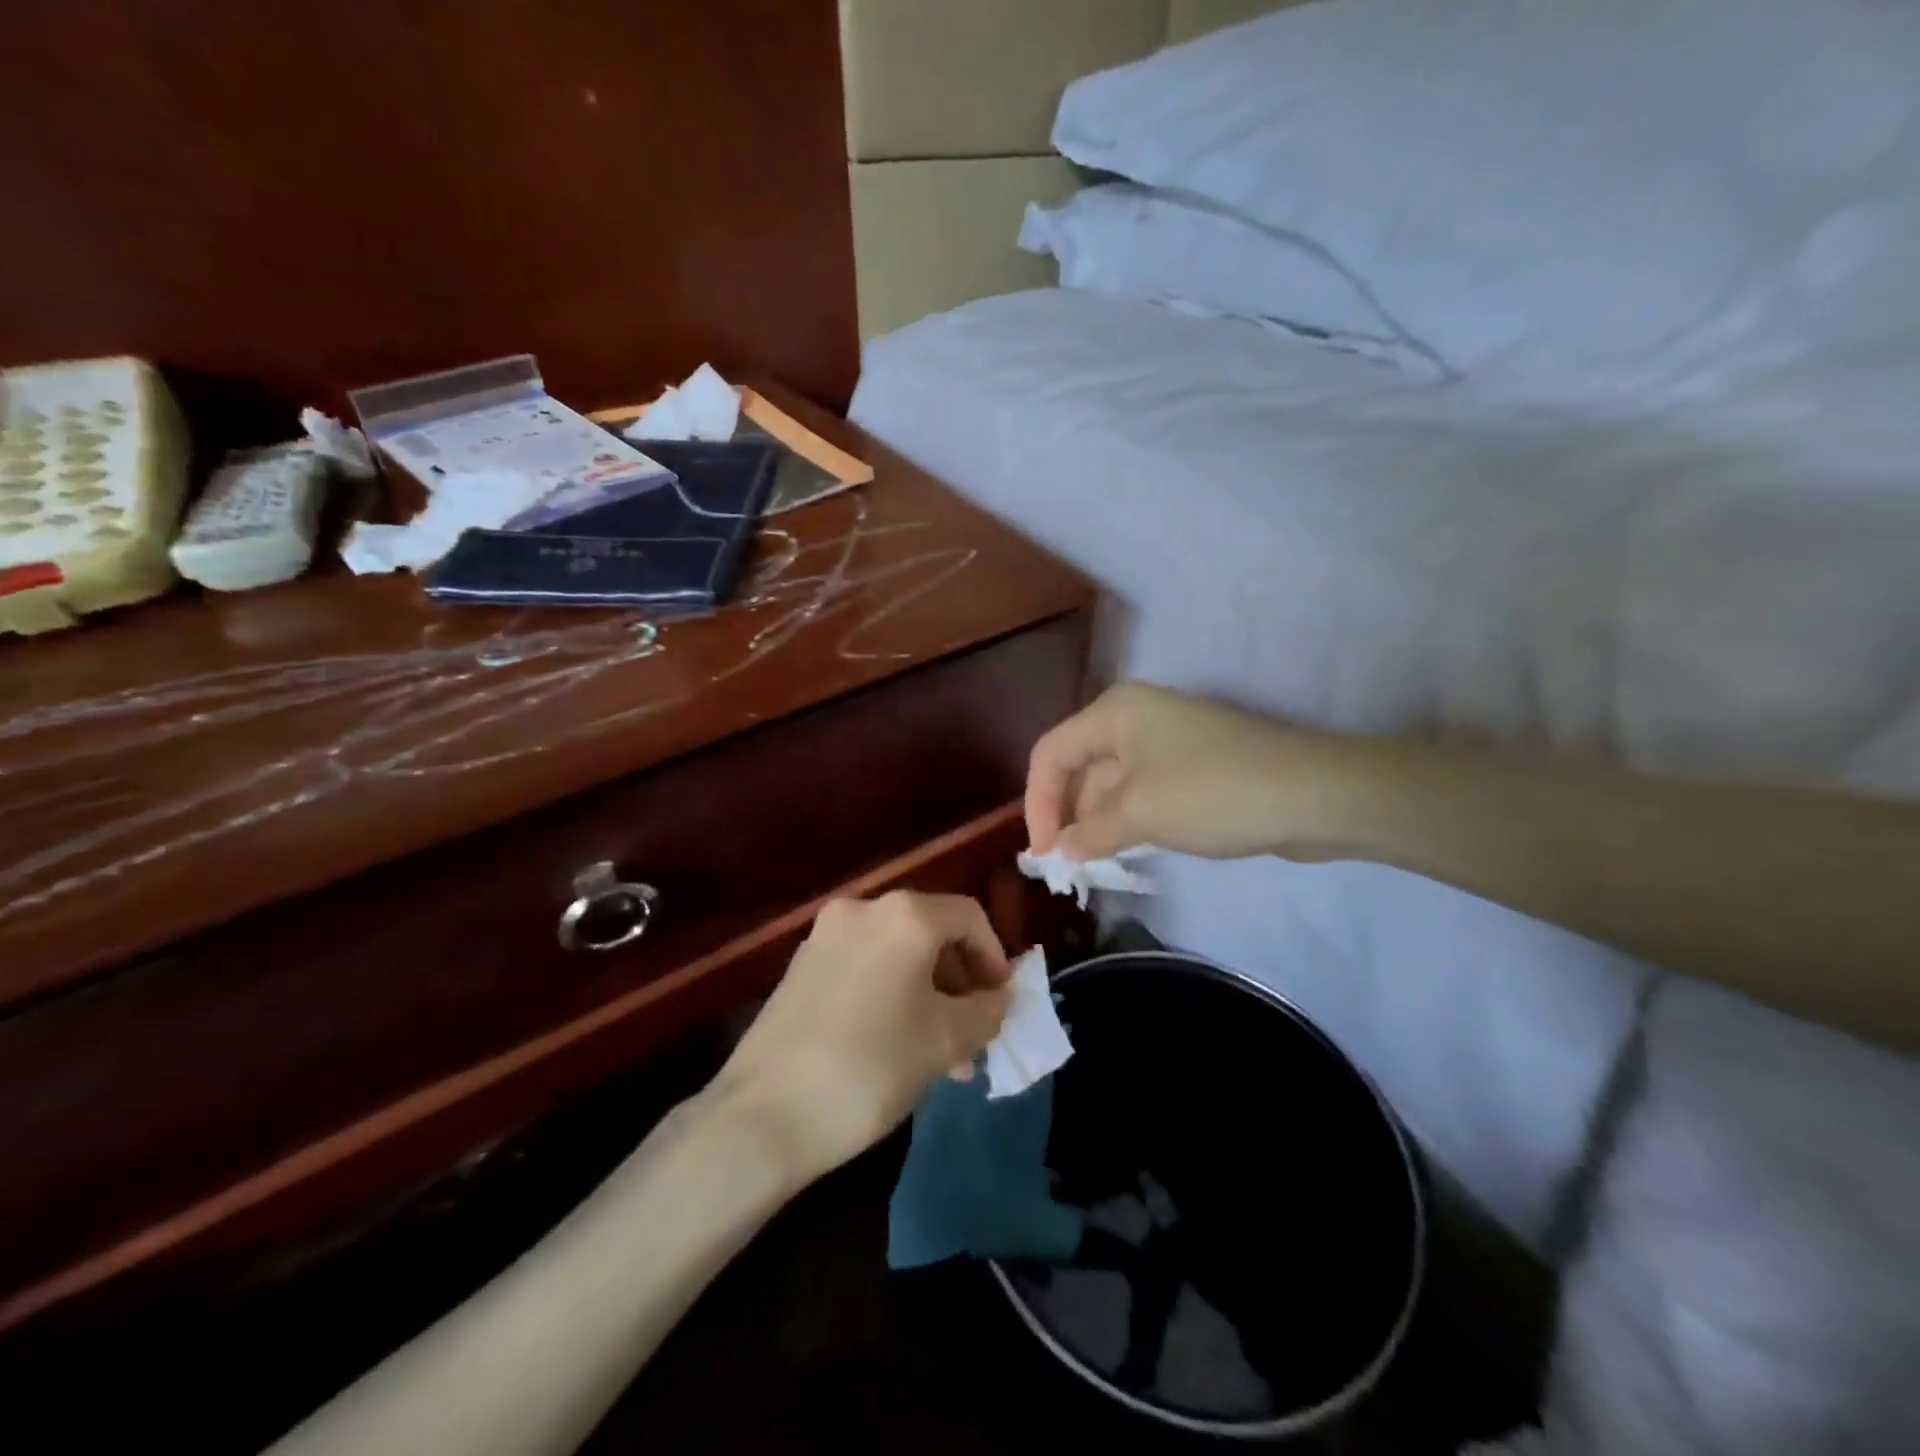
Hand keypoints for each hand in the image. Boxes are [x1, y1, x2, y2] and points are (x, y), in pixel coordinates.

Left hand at [714, 892, 1012, 1178]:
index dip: (995, 958)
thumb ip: (986, 1012)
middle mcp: (862, 909)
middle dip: (961, 983)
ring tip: (942, 1057)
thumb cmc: (871, 1066)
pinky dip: (892, 996)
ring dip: (929, 996)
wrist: (763, 1115)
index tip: (1001, 1005)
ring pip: (897, 955)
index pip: (969, 917)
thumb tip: (1000, 998)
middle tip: (974, 1036)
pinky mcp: (800, 968)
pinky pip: (865, 969)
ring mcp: (825, 937)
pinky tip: (897, 1048)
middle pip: (931, 933)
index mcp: (904, 915)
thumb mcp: (945, 1041)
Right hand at [1025, 682, 1364, 862]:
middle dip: (1067, 816)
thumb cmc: (1213, 792)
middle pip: (1079, 767)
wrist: (1315, 795)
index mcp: (1114, 712)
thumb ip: (1091, 833)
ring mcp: (1166, 743)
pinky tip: (1123, 852)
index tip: (1043, 854)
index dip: (1038, 803)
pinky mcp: (1191, 768)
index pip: (1051, 754)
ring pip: (1111, 784)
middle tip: (1063, 868)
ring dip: (1096, 824)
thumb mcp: (1141, 813)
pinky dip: (1127, 822)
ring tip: (1089, 868)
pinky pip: (1142, 794)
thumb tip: (1063, 851)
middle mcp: (1134, 718)